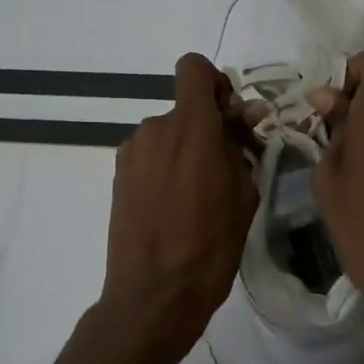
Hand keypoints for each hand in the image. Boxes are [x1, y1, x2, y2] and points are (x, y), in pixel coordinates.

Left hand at [98, 53, 258, 363]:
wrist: (153, 295)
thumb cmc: (210, 246)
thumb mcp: (244, 195)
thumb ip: (242, 147)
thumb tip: (245, 118)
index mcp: (191, 127)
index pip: (194, 68)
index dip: (214, 83)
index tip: (230, 117)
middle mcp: (155, 129)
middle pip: (185, 107)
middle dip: (208, 127)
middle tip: (228, 166)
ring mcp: (132, 153)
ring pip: (168, 134)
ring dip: (186, 150)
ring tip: (200, 195)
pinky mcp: (118, 176)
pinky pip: (150, 156)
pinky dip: (165, 167)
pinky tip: (175, 206)